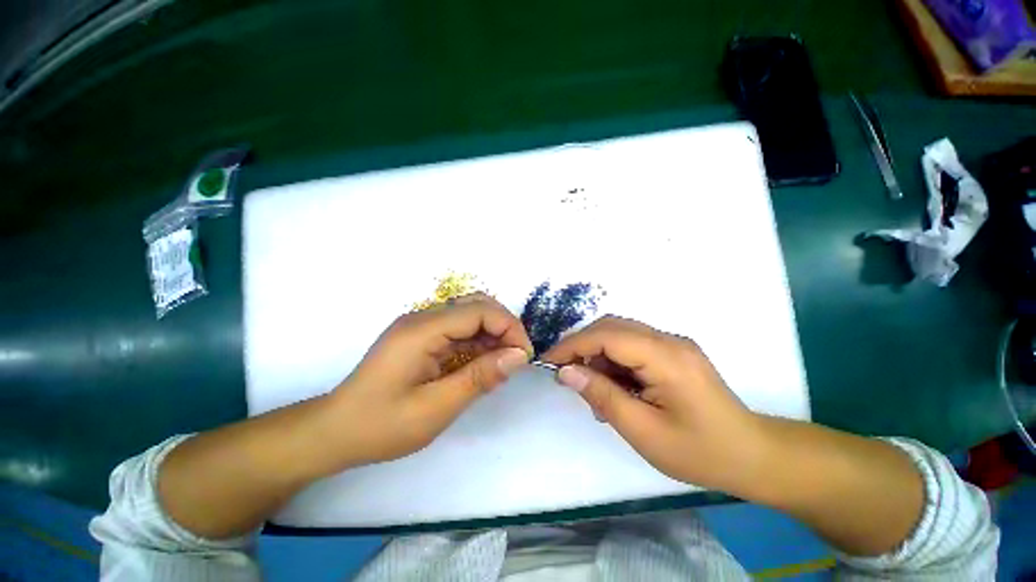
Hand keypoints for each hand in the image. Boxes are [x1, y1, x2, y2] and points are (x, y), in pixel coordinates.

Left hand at [327, 293, 532, 466]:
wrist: (334, 432)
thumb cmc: (382, 426)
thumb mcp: (436, 408)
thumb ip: (480, 377)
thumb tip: (518, 356)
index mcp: (422, 330)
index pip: (479, 311)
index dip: (509, 327)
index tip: (524, 356)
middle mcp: (422, 318)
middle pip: (476, 305)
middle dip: (504, 327)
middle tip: (516, 357)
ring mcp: (421, 326)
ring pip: (469, 315)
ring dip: (492, 334)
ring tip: (502, 363)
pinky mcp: (421, 337)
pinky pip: (458, 329)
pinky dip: (477, 342)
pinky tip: (483, 363)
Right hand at [543, 316, 766, 492]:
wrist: (751, 455)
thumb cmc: (699, 451)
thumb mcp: (643, 431)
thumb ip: (601, 396)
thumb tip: (565, 372)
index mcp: (665, 357)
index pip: (607, 336)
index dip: (573, 345)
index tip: (548, 362)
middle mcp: (668, 340)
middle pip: (611, 328)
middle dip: (582, 347)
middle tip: (566, 375)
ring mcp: (672, 344)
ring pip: (619, 335)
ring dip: (598, 356)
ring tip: (593, 389)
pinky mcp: (672, 352)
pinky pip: (632, 346)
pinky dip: (613, 362)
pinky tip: (613, 387)